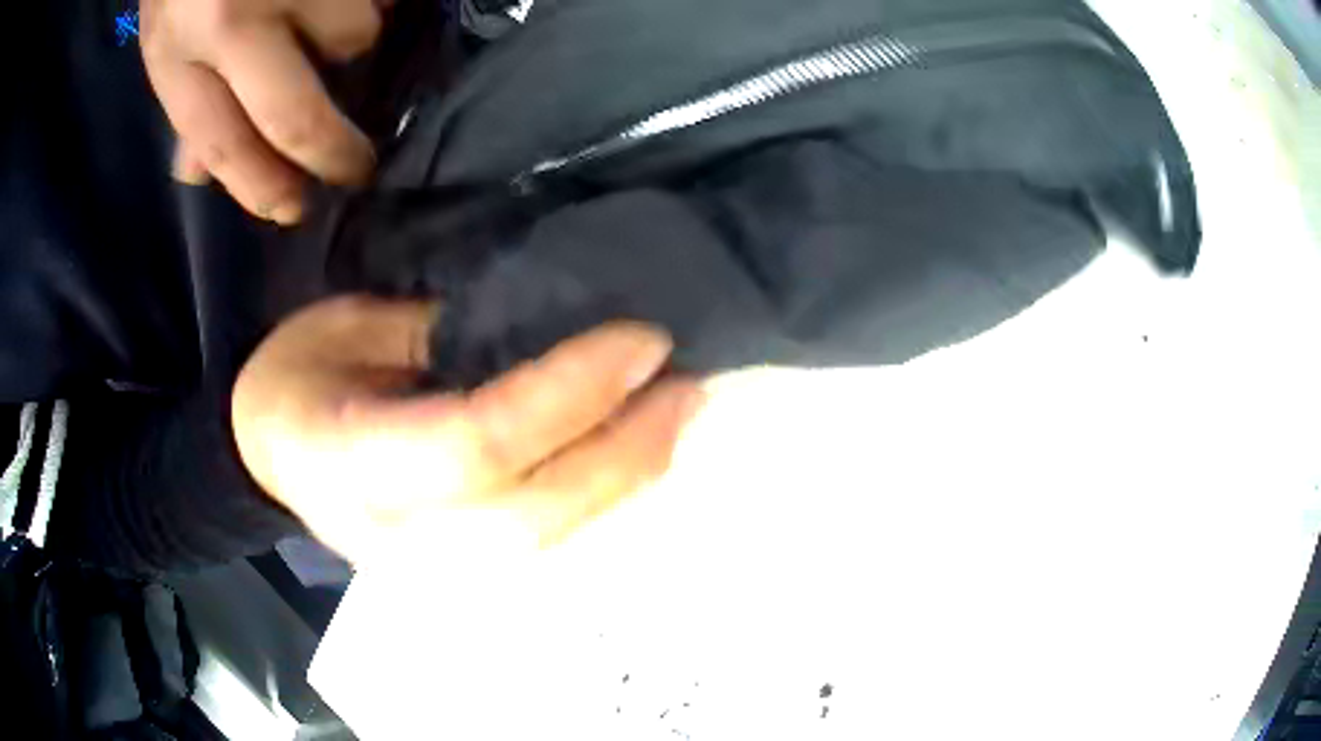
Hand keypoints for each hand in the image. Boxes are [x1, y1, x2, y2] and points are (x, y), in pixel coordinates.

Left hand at [141, 0, 382, 224]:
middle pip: (295, 114)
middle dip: (332, 152)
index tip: (296, 208)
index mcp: (181, 51)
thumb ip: (184, 94)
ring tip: (328, 15)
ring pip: (358, 34)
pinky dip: (373, 1)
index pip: (224, 142)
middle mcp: (235, 18)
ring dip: (351, 36)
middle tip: (356, 169)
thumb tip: (199, 172)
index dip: (262, 186)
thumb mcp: (165, 33)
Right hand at [232, 297, 704, 560]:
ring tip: (677, 422)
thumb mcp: (345, 325)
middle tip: (685, 389)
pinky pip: (541, 553)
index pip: (477, 445)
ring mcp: (425, 571)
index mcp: (348, 461)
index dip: (567, 393)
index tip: (643, 342)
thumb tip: (543, 332)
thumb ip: (435, 332)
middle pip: (527, 516)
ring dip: (622, 487)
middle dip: (620, 454)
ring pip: (545, 549)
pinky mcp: (450, 575)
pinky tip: (637, 465)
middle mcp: (393, 537)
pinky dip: (598, 512)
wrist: (269, 454)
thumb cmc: (296, 374)